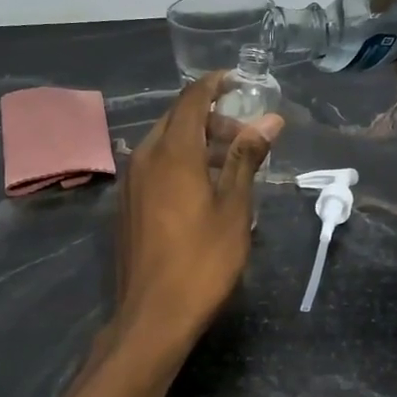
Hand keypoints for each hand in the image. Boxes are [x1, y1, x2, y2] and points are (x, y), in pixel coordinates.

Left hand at [114, 73, 282, 343]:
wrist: (153, 315)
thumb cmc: (202, 261)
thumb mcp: (234, 209)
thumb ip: (246, 158)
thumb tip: (269, 119)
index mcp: (172, 153)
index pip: (192, 99)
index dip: (214, 84)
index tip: (238, 81)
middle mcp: (144, 158)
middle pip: (177, 119)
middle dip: (210, 117)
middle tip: (244, 135)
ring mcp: (131, 182)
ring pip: (164, 143)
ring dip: (196, 142)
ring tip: (229, 164)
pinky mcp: (126, 205)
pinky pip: (154, 166)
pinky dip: (179, 162)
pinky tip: (201, 188)